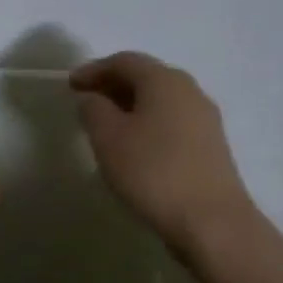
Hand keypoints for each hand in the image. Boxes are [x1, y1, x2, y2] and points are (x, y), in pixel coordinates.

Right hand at [70, 52, 255, 252]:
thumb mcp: (108, 138)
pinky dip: (148, 123)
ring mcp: (205, 118)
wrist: (211, 221)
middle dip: (113, 85)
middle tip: (86, 102)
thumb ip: (93, 110)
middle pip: (146, 77)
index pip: (124, 61)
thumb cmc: (153, 172)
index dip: (94, 69)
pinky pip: (172, 121)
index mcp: (164, 80)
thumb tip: (93, 98)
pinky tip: (134, 147)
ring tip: (106, 126)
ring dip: (131, 106)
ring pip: (160, 100)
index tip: (70, 85)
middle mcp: (189, 90)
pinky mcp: (211, 145)